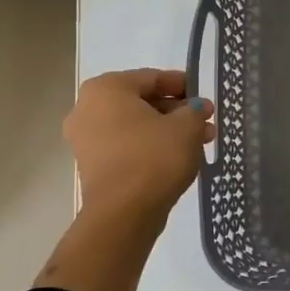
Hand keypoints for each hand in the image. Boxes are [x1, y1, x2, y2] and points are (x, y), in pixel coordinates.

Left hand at [64, 69, 212, 215]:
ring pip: (135, 125)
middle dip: (176, 111)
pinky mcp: (92, 164)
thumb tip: (199, 107)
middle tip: (204, 121)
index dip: (182, 85)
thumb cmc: (154, 157)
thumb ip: (195, 111)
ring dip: (166, 130)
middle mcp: (87, 108)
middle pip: (141, 101)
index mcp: (107, 89)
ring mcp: (85, 138)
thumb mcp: (186, 127)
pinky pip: (126, 145)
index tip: (203, 96)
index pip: (152, 77)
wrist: (124, 213)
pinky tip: (177, 156)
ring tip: (198, 141)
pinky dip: (150, 146)